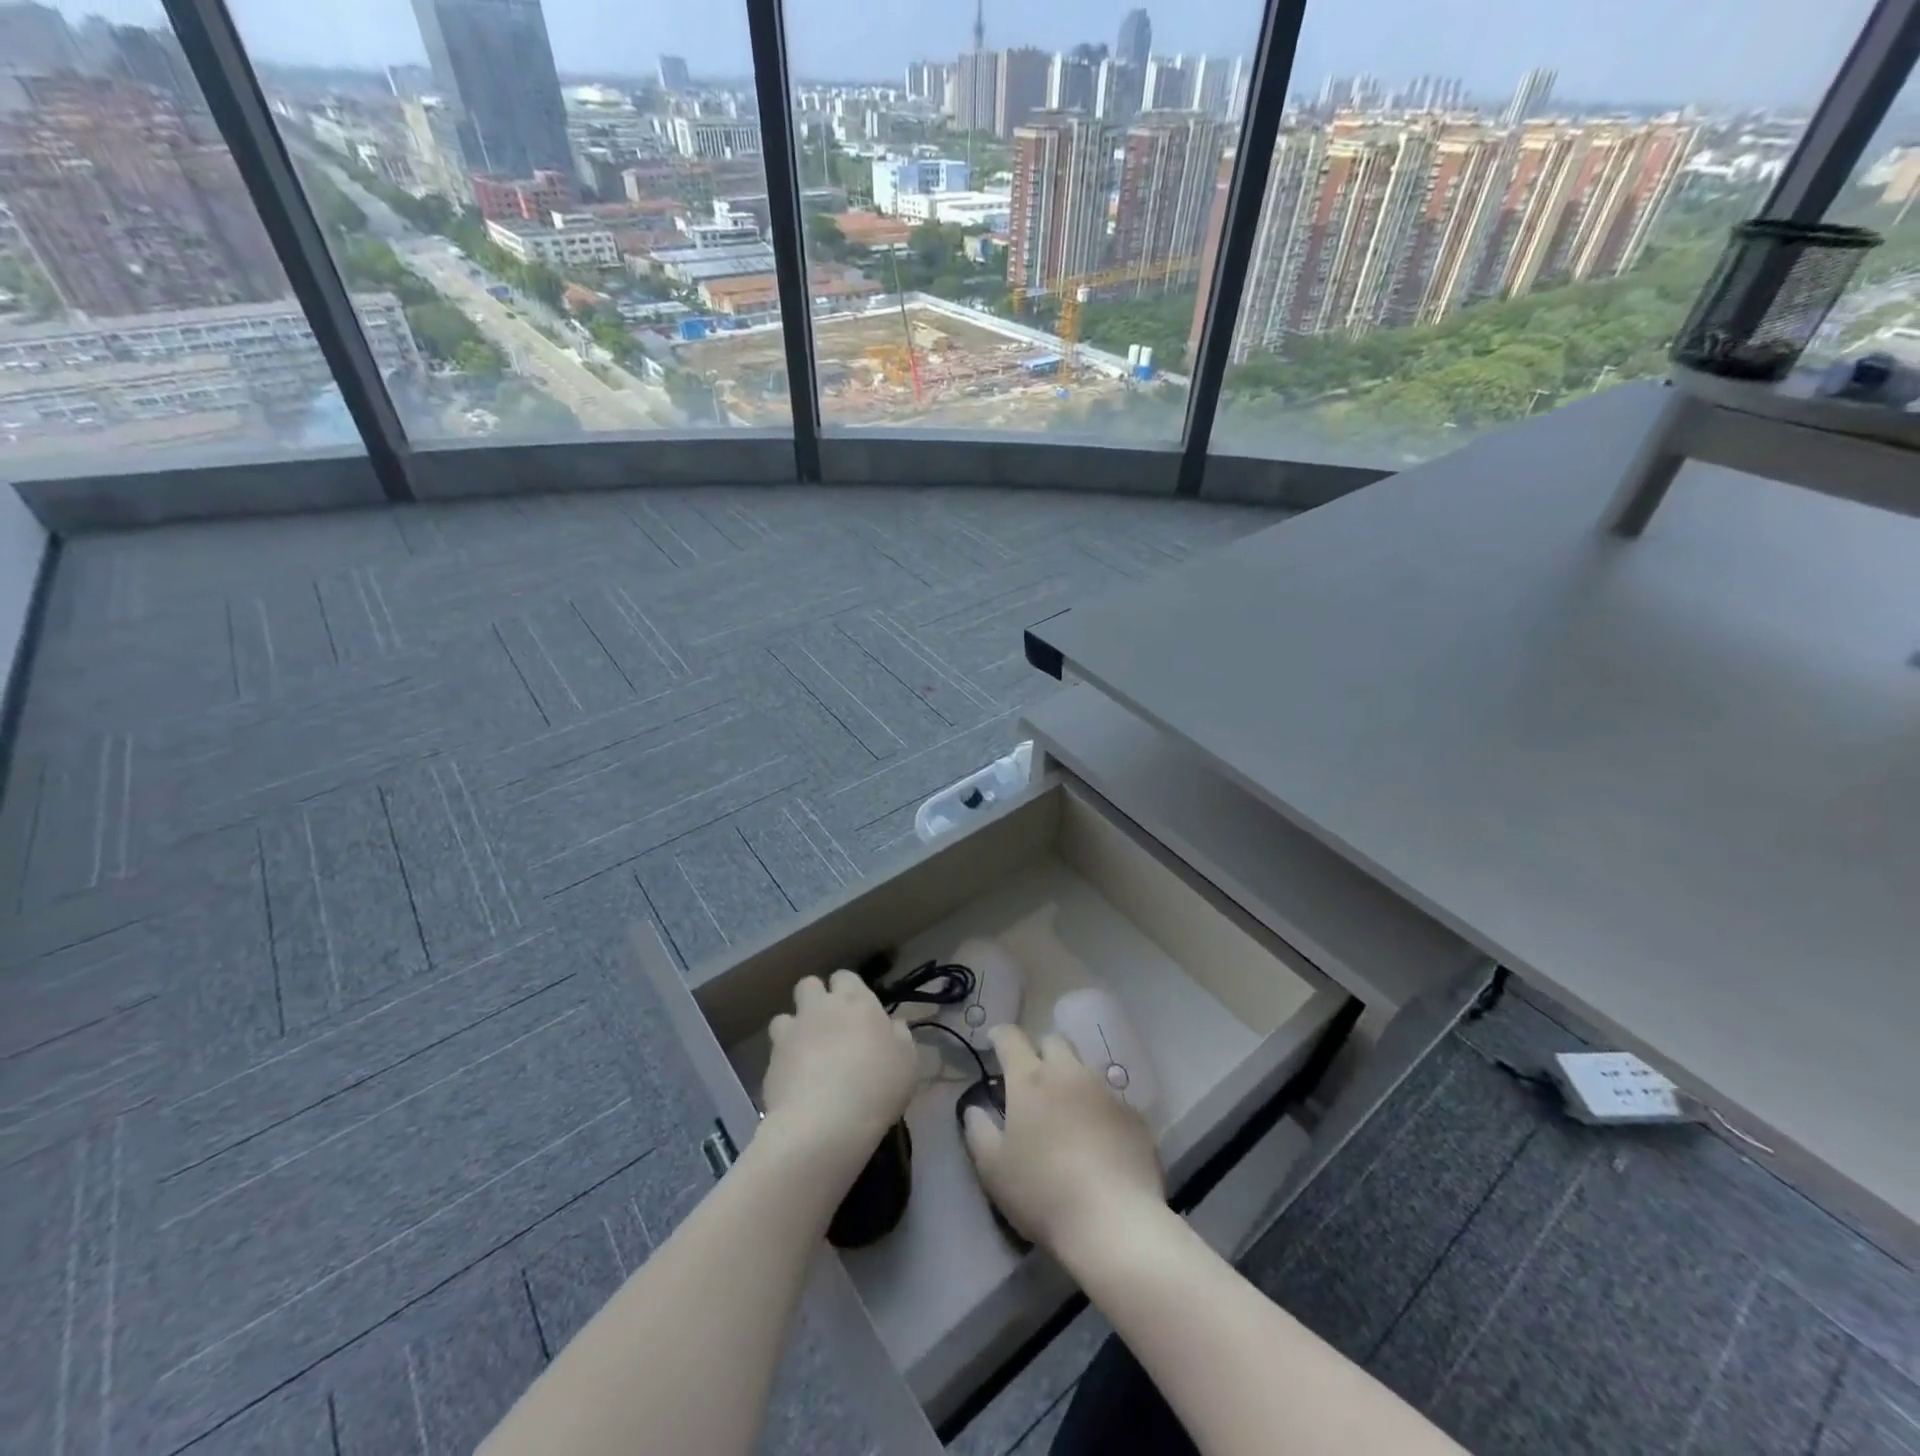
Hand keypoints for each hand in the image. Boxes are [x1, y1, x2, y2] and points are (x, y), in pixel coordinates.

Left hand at [761, 970, 918, 1177]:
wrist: (825, 1122)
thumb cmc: (876, 1086)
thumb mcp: (907, 1062)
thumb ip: (900, 1036)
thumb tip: (894, 1025)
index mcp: (856, 1000)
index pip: (845, 977)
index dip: (848, 990)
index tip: (856, 1012)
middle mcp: (821, 1007)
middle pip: (809, 985)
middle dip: (815, 998)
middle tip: (828, 1025)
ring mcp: (792, 1031)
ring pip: (785, 1015)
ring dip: (794, 1027)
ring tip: (805, 1052)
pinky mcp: (771, 1058)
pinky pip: (774, 1048)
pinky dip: (783, 1058)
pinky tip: (794, 1079)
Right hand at [962, 1024, 1164, 1254]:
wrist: (1113, 1221)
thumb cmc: (1042, 1193)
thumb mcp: (993, 1169)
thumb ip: (978, 1132)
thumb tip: (973, 1109)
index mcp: (1029, 1080)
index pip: (1012, 1038)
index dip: (1001, 1036)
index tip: (995, 1043)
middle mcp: (1068, 1073)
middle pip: (1053, 1041)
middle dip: (1040, 1051)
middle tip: (1033, 1079)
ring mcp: (1105, 1091)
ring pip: (1084, 1067)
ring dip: (1072, 1078)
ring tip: (1067, 1110)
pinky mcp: (1133, 1114)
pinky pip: (1111, 1099)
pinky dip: (1099, 1108)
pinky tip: (1099, 1138)